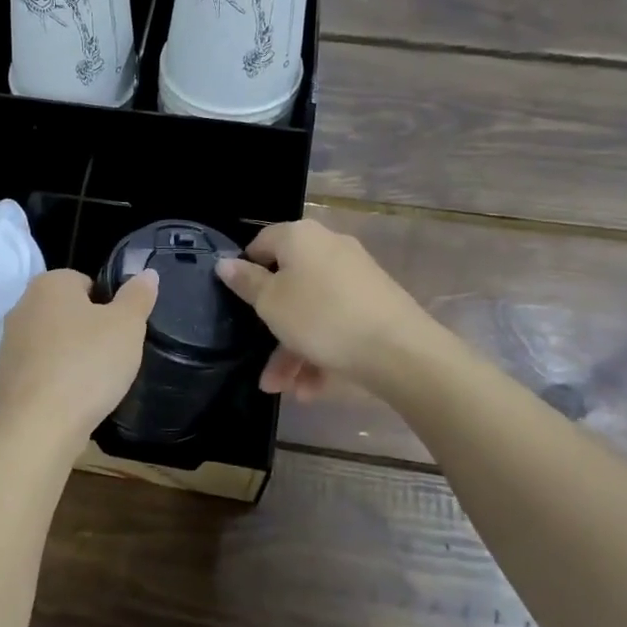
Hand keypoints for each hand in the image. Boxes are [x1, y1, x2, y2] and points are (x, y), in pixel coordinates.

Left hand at [0, 268, 158, 447]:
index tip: (121, 332)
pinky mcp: (4, 378)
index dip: (109, 305)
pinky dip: (57, 380)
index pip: (86, 282)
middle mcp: (23, 306)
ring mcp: (9, 344)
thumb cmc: (87, 364)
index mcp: (49, 284)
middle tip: (113, 356)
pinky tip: (73, 399)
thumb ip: (138, 296)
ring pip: (53, 342)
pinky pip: (41, 370)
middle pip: (68, 312)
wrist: (38, 426)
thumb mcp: (127, 326)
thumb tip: (147, 273)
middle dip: (90, 331)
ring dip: (72, 356)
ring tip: (96, 382)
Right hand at [216, 220, 437, 398]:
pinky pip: (336, 324)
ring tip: (283, 388)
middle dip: (271, 326)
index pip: (261, 243)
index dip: (245, 271)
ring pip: (312, 311)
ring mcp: (355, 277)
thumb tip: (225, 263)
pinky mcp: (375, 304)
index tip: (237, 303)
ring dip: (293, 350)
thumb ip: (246, 282)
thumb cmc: (321, 317)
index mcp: (301, 237)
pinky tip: (312, 389)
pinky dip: (321, 351)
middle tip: (261, 359)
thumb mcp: (270, 302)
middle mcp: (329, 248)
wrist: (400, 351)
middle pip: (288, 283)